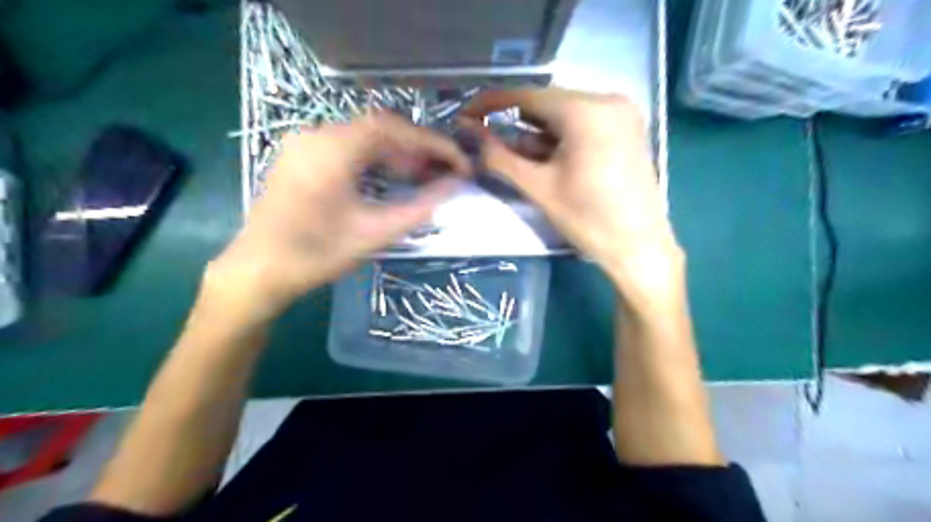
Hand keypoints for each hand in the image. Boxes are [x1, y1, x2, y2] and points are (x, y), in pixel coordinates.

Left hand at [199, 112, 469, 326]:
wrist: (258, 271)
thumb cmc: (317, 253)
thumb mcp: (375, 232)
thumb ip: (420, 207)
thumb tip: (455, 186)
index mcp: (332, 147)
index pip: (394, 128)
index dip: (432, 143)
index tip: (459, 162)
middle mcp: (316, 134)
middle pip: (380, 130)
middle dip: (417, 149)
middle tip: (444, 173)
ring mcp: (305, 144)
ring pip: (364, 138)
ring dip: (397, 155)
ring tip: (423, 178)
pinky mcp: (301, 158)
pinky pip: (348, 148)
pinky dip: (375, 161)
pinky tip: (390, 179)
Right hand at [464, 87, 680, 303]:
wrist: (639, 247)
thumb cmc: (587, 220)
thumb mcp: (538, 187)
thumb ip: (499, 157)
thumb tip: (469, 132)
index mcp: (586, 110)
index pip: (528, 96)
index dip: (492, 103)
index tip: (466, 114)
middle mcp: (608, 99)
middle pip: (547, 103)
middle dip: (515, 121)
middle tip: (488, 140)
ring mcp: (622, 113)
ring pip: (565, 113)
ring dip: (537, 131)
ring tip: (514, 154)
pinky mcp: (627, 128)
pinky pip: (584, 122)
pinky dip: (560, 136)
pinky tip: (545, 156)